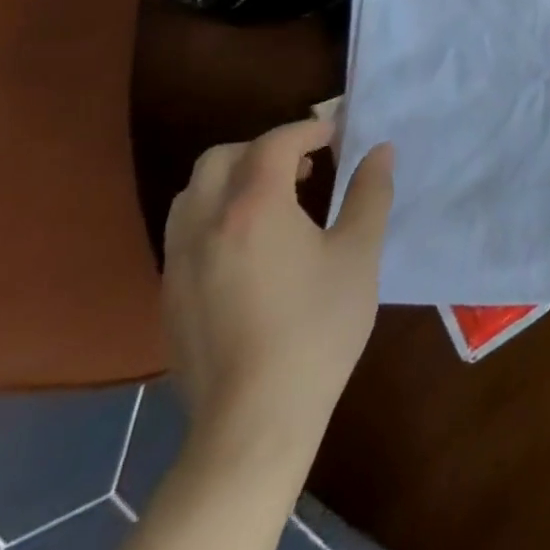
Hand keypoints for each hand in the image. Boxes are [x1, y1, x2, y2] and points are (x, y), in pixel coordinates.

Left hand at [162, 116, 394, 455]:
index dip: (307, 129)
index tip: (336, 134)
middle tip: (305, 166)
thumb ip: (369, 193)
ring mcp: (179, 262)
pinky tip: (251, 248)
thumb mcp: (359, 254)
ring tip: (275, 201)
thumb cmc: (318, 327)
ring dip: (233, 179)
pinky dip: (216, 214)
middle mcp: (206, 224)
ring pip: (193, 193)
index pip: (274, 144)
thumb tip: (380, 150)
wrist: (255, 420)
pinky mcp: (169, 296)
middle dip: (263, 149)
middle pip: (220, 158)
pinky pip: (185, 231)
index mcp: (254, 208)